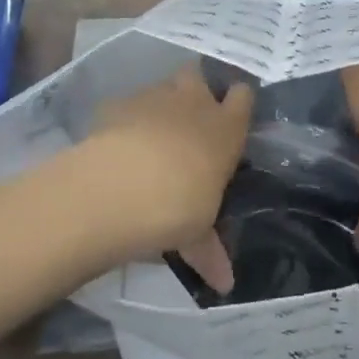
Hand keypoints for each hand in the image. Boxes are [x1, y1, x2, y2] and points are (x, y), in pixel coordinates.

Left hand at [78, 66, 253, 291]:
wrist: (118, 188)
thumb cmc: (177, 207)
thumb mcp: (197, 234)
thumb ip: (209, 251)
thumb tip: (225, 284)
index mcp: (225, 128)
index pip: (242, 96)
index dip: (237, 104)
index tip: (231, 119)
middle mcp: (193, 102)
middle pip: (198, 75)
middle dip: (194, 90)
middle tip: (187, 119)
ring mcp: (153, 97)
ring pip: (162, 87)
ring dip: (159, 105)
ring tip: (149, 137)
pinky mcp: (116, 104)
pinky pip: (126, 106)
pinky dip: (123, 121)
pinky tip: (116, 146)